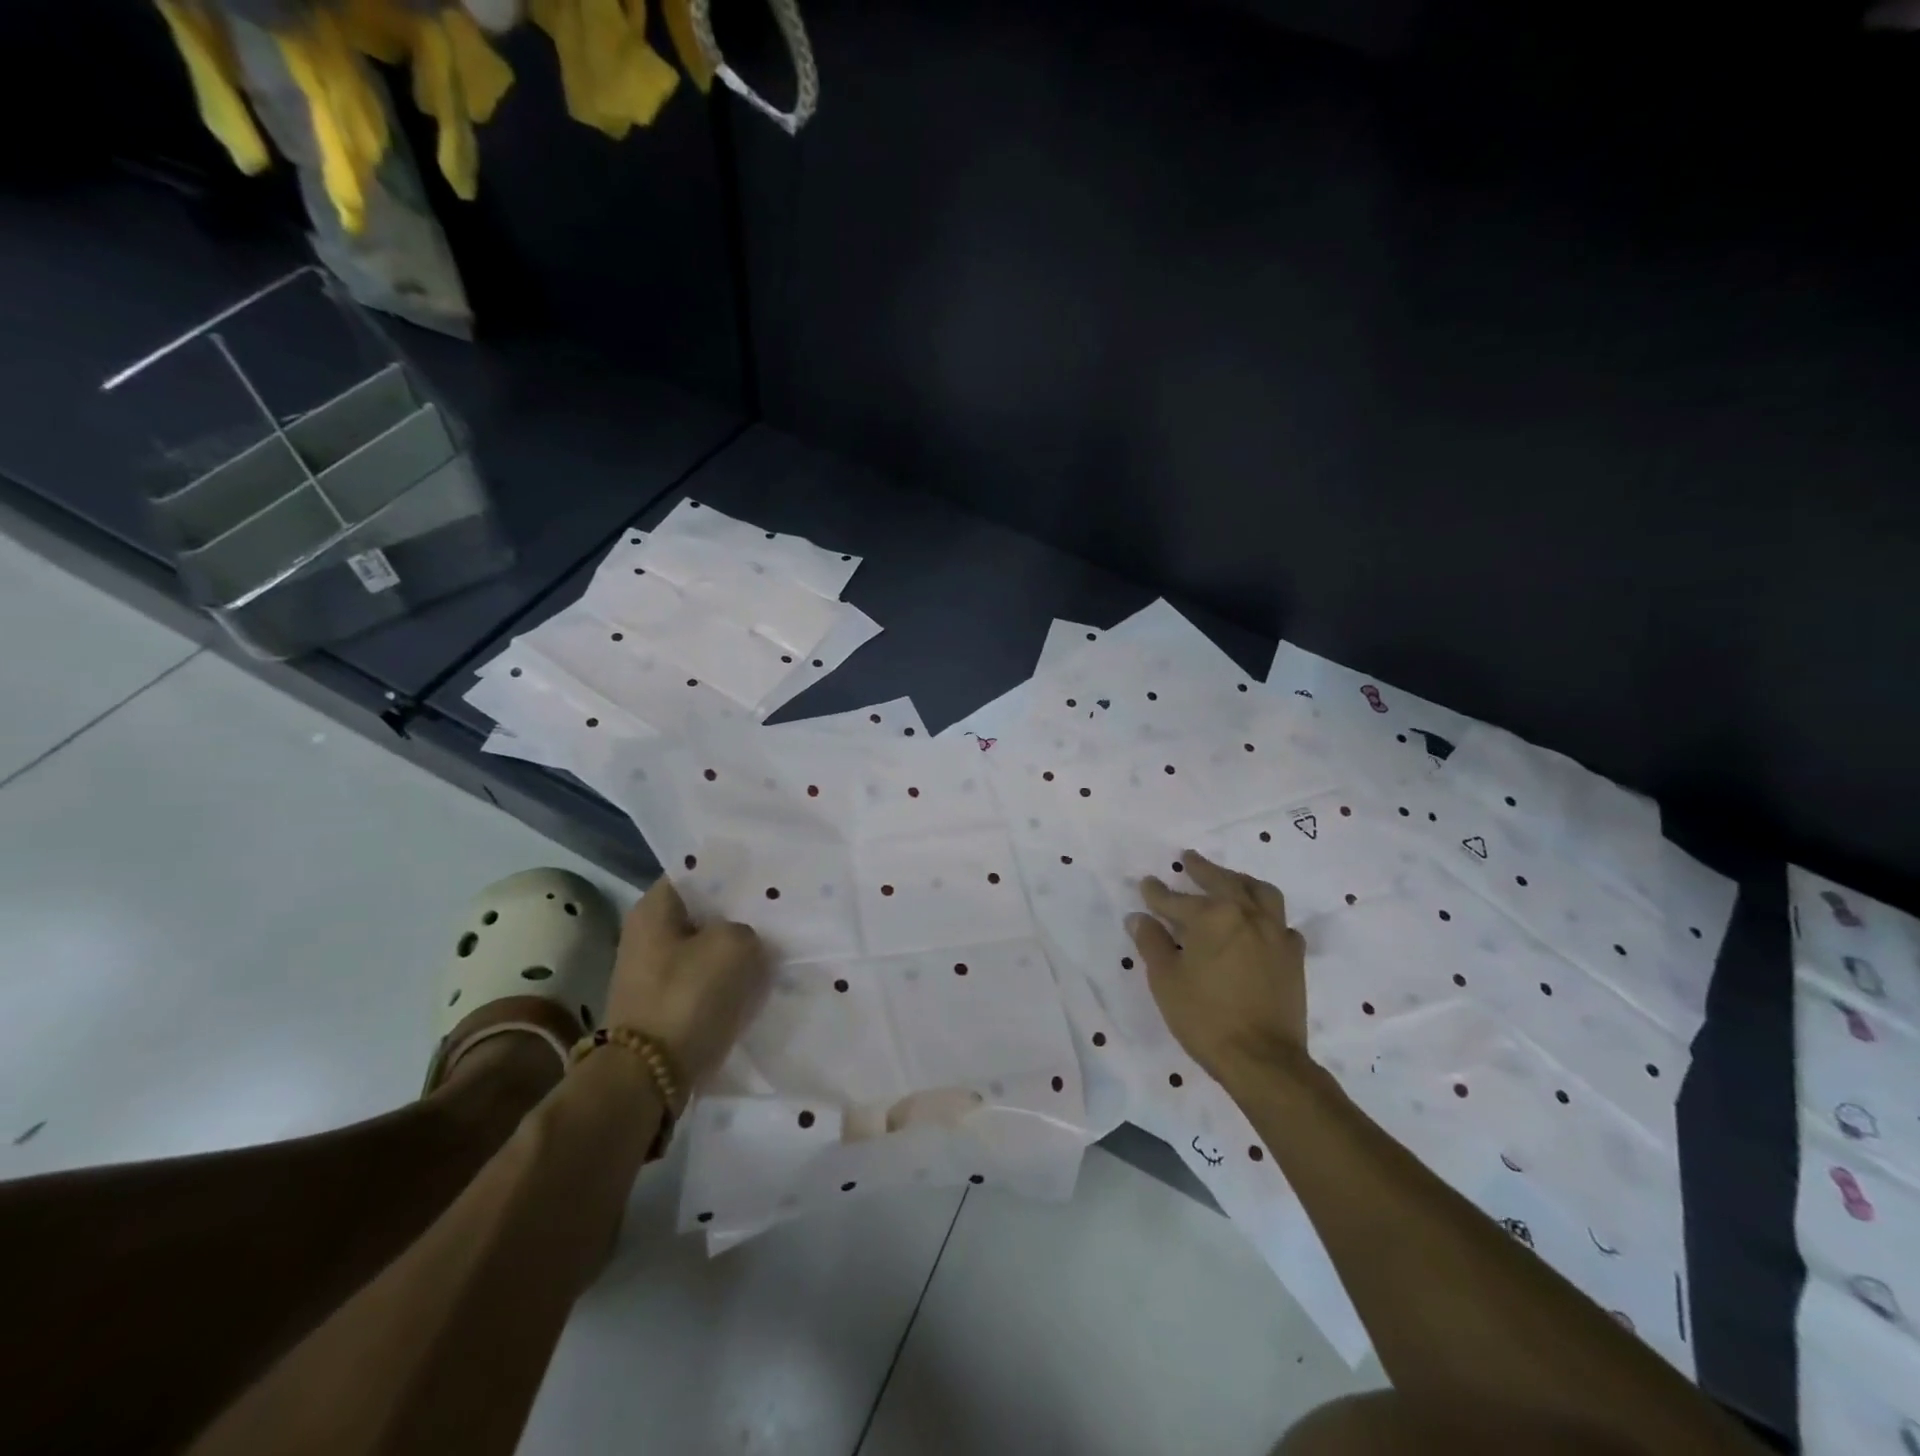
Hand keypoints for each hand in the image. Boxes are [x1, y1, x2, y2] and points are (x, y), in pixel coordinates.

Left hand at [608, 878, 768, 1085]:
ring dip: (736, 949)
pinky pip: (705, 980)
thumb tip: (747, 938)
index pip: (698, 872)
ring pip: (707, 947)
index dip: (733, 872)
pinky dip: (728, 980)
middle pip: (703, 911)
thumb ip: (749, 928)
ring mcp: (654, 972)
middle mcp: (647, 934)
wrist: (649, 1078)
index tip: (767, 878)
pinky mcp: (666, 1005)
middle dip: (738, 912)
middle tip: (778, 911)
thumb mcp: (734, 945)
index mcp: (653, 908)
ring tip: (774, 946)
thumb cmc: (687, 996)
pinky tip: (758, 980)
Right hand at [1128, 849, 1307, 1080]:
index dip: (1157, 892)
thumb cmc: (1205, 1017)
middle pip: (1223, 882)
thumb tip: (1139, 918)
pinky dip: (1267, 916)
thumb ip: (1151, 942)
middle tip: (1190, 859)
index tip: (1146, 883)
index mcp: (1213, 916)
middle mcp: (1247, 915)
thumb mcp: (1165, 979)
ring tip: (1230, 880)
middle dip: (1202, 870)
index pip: (1176, 899)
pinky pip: (1281, 923)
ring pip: (1261, 893)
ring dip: (1241, 881)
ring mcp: (1275, 934)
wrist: (1262, 1059)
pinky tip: (1260, 924)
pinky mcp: (1293, 956)